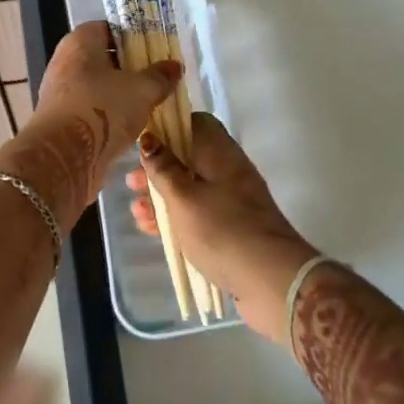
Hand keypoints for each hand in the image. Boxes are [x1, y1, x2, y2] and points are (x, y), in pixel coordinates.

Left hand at [0, 21, 180, 226]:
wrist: (65, 157)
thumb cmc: (103, 109)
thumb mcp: (142, 90)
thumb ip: (160, 76)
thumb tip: (174, 66)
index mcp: (79, 42)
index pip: (107, 28)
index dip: (131, 36)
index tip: (154, 49)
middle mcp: (65, 62)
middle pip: (102, 58)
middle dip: (129, 68)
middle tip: (156, 77)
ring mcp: (60, 93)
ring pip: (97, 86)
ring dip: (120, 94)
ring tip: (149, 102)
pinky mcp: (62, 121)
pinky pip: (91, 110)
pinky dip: (109, 115)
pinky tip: (131, 125)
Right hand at [130, 114, 319, 343]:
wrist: (271, 280)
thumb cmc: (221, 230)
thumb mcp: (183, 197)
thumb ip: (163, 168)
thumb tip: (149, 138)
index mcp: (220, 152)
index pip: (195, 123)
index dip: (167, 128)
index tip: (141, 143)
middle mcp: (228, 170)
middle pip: (189, 157)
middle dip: (158, 169)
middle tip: (131, 183)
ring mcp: (232, 200)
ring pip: (190, 188)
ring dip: (162, 197)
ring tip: (137, 212)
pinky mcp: (232, 227)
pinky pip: (198, 213)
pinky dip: (176, 217)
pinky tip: (152, 230)